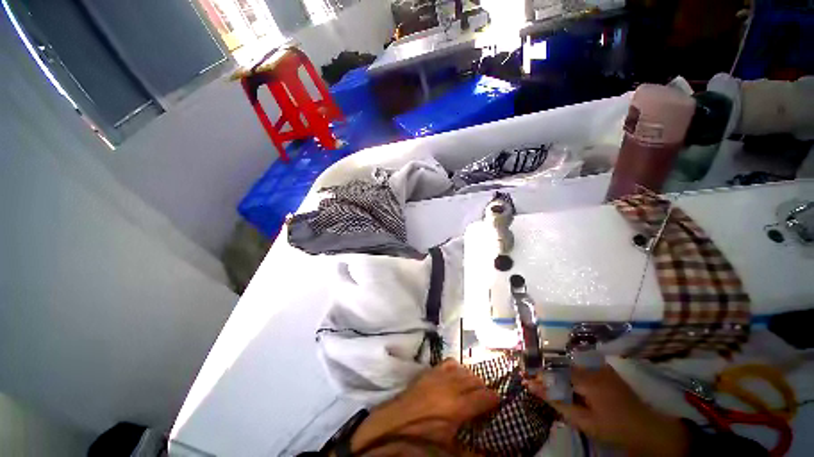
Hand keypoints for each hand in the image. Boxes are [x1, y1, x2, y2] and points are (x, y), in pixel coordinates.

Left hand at [351, 359, 499, 453]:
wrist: (392, 425)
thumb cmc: (421, 440)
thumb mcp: (448, 450)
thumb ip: (471, 450)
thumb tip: (491, 453)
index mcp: (457, 406)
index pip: (483, 398)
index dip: (494, 399)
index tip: (499, 401)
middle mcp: (450, 385)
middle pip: (474, 380)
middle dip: (483, 387)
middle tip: (487, 396)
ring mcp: (438, 376)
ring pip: (462, 369)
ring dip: (470, 376)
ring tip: (473, 386)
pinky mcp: (428, 372)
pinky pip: (447, 363)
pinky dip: (456, 367)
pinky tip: (456, 374)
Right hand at [524, 364, 688, 456]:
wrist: (646, 428)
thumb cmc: (614, 427)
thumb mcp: (583, 420)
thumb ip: (556, 401)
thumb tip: (531, 386)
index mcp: (586, 378)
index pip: (553, 371)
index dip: (538, 375)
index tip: (524, 379)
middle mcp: (590, 365)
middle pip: (559, 365)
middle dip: (544, 372)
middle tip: (532, 380)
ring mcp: (598, 365)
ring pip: (567, 364)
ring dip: (555, 372)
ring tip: (544, 381)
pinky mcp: (603, 368)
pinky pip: (578, 366)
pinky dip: (567, 372)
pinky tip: (564, 381)